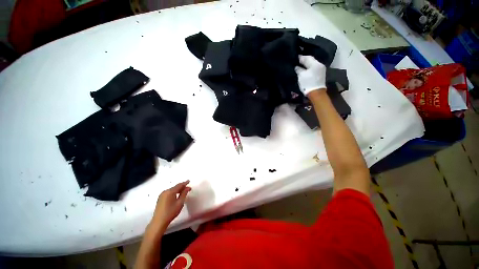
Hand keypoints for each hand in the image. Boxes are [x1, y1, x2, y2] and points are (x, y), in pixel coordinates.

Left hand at [149, 181, 191, 231]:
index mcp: (170, 191)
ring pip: (172, 190)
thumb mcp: (180, 203)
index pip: (179, 185)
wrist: (159, 221)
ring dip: (178, 190)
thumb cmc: (171, 212)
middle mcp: (165, 191)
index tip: (189, 181)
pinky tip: (176, 196)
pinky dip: (173, 193)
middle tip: (188, 189)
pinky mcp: (160, 199)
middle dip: (182, 187)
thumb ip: (184, 194)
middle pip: (175, 187)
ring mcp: (162, 195)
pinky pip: (168, 193)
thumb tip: (187, 188)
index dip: (185, 183)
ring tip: (183, 192)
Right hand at [294, 55, 326, 95]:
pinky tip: (305, 69)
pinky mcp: (321, 74)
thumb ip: (298, 69)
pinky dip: (309, 68)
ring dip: (307, 64)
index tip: (295, 57)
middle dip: (304, 60)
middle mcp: (320, 65)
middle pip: (311, 60)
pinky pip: (314, 68)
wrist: (316, 93)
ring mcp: (321, 70)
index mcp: (315, 64)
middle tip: (297, 61)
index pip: (307, 57)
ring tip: (300, 65)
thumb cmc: (308, 83)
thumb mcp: (301, 76)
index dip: (300, 57)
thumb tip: (296, 66)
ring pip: (312, 64)